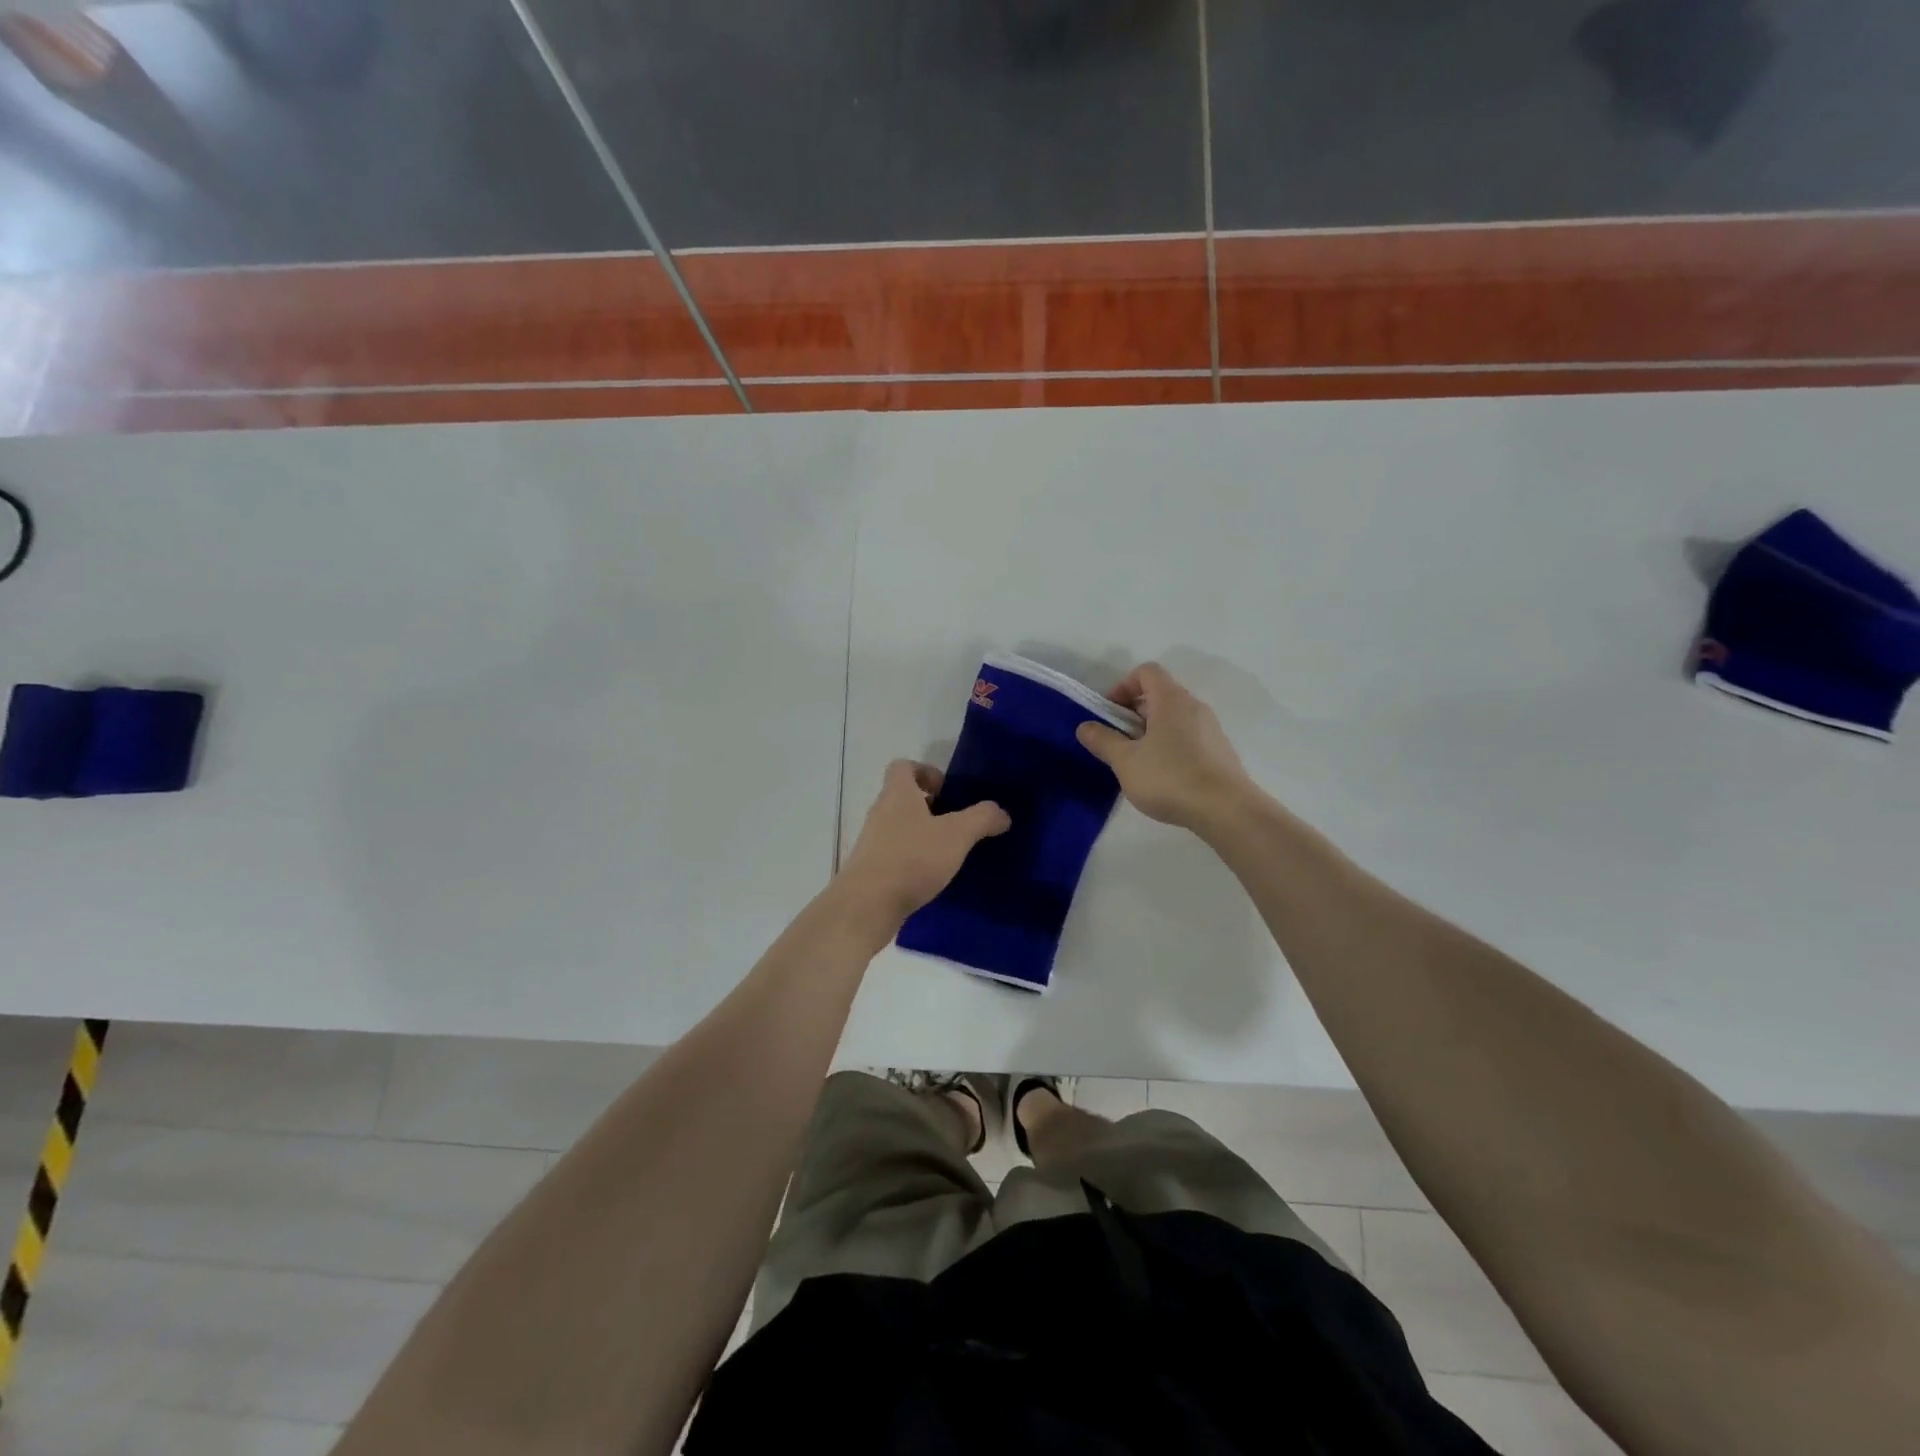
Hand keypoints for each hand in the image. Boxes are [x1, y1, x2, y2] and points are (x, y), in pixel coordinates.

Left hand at [836, 760, 1010, 930]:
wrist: (867, 905)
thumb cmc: (911, 859)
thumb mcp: (956, 835)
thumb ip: (981, 818)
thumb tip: (1001, 812)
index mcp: (897, 794)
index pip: (903, 766)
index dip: (926, 772)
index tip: (947, 791)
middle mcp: (880, 812)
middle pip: (903, 798)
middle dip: (931, 807)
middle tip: (957, 824)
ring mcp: (872, 842)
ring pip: (900, 827)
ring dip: (923, 835)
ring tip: (949, 853)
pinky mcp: (871, 869)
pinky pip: (895, 854)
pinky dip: (913, 860)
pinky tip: (932, 877)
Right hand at [1076, 662, 1256, 831]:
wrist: (1227, 810)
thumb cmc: (1170, 778)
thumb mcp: (1126, 761)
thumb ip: (1103, 741)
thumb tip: (1084, 726)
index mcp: (1171, 699)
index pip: (1146, 672)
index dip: (1122, 686)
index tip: (1109, 714)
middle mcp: (1193, 706)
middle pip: (1158, 694)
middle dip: (1132, 713)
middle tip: (1117, 742)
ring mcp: (1209, 729)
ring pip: (1172, 718)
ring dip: (1149, 732)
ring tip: (1136, 763)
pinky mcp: (1218, 751)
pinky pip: (1186, 736)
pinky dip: (1168, 746)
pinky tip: (1162, 776)